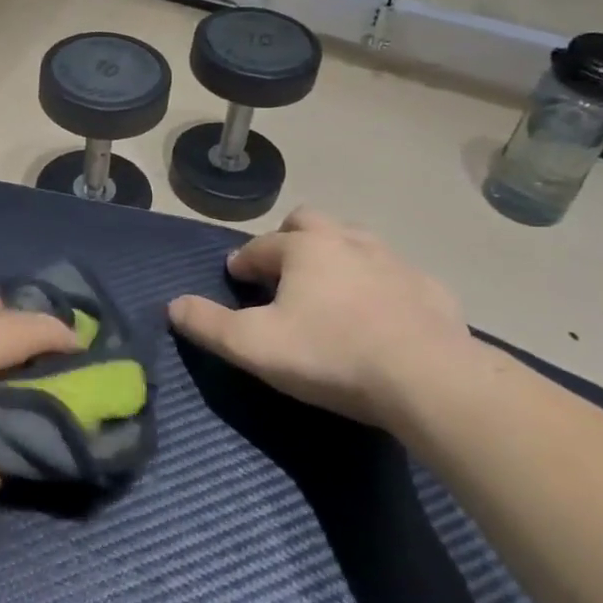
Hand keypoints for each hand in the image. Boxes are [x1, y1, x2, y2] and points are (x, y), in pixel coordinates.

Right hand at [167, 208, 468, 424]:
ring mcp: (394, 261)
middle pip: (309, 223)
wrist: (429, 379)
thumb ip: (208, 324)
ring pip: (355, 241)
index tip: (235, 279)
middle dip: (289, 240)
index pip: (260, 246)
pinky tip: (381, 314)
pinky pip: (395, 275)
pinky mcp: (430, 288)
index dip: (242, 262)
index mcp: (303, 248)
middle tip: (283, 273)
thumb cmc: (331, 354)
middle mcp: (347, 240)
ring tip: (329, 290)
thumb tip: (172, 306)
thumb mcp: (255, 346)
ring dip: (336, 256)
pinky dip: (380, 285)